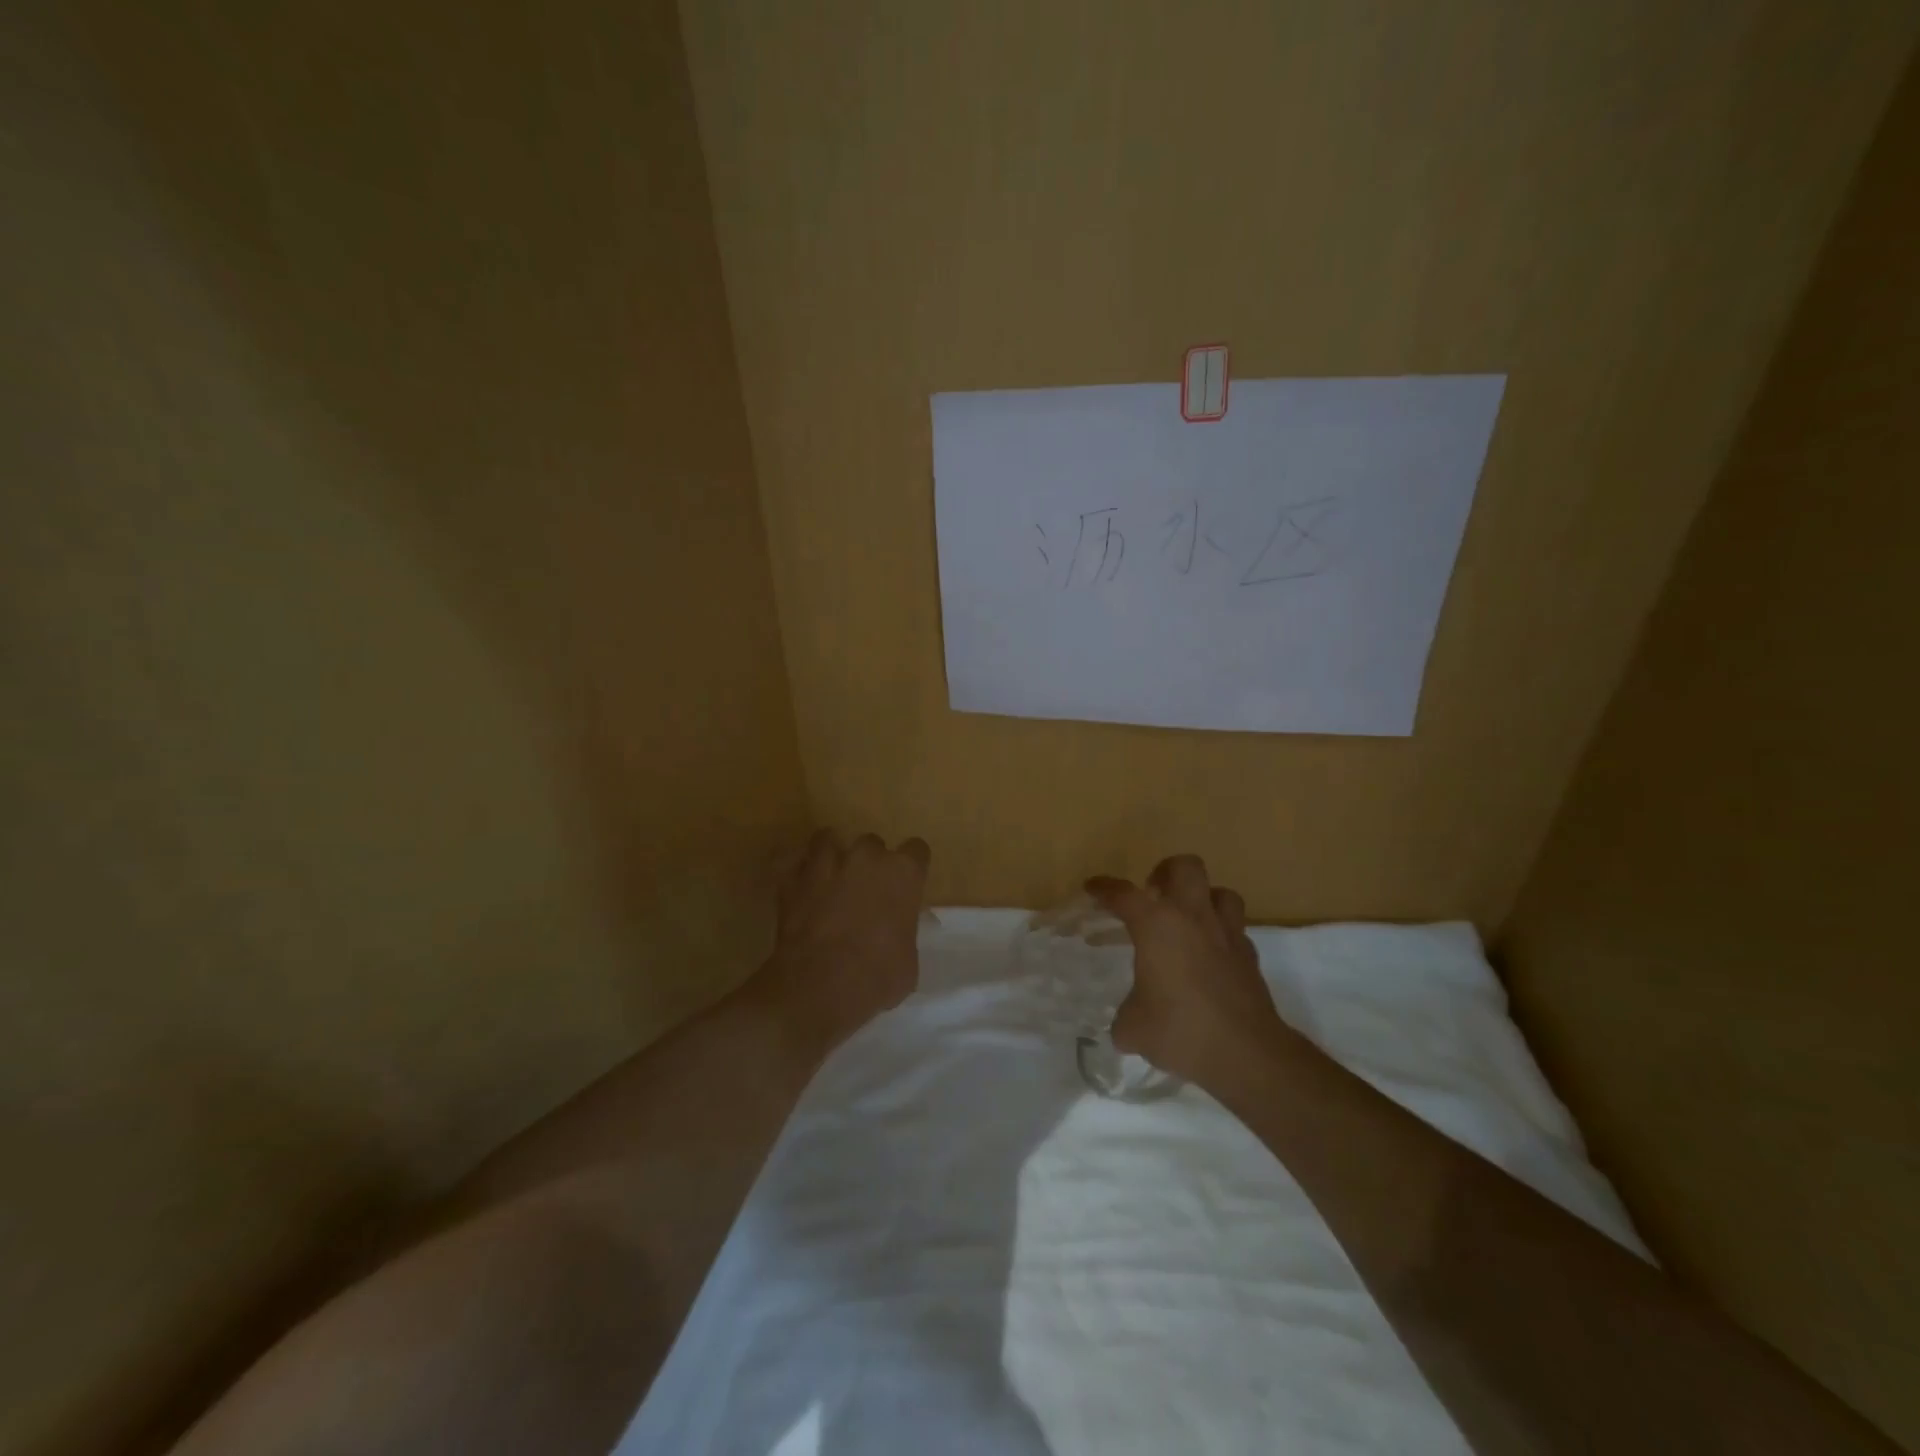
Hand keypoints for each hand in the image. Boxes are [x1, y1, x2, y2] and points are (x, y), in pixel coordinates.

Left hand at [759, 829, 930, 1049]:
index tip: (906, 884)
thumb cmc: (878, 977)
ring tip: (828, 876)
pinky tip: (797, 882)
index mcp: (903, 873)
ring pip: (827, 839)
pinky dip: (793, 868)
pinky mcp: (791, 878)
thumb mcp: (908, 960)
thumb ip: (903, 933)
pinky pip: (789, 859)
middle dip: (869, 863)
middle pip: (872, 843)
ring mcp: (826, 863)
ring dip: (830, 854)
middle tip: (865, 891)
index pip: (916, 850)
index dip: (911, 867)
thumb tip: (894, 935)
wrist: (821, 987)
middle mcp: (866, 857)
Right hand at [1087, 855, 1293, 1085]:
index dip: (1104, 888)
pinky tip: (1211, 955)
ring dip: (1202, 898)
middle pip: (1185, 866)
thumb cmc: (1180, 1030)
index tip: (1093, 888)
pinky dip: (1221, 934)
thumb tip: (1126, 1025)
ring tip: (1188, 919)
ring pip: (1220, 892)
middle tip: (1153, 894)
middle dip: (1166, 872)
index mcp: (1156, 925)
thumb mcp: (1134, 1029)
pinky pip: (1235, 929)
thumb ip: (1125, 1018)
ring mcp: (1227, 934)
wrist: (1246, 1053)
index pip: (1123, 894)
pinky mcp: (1250, 956)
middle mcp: (1192, 918)